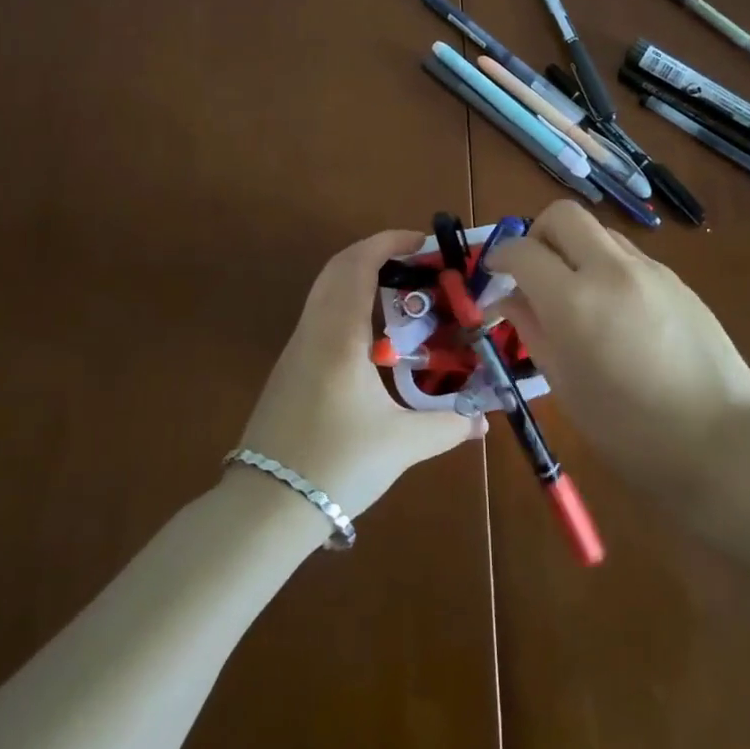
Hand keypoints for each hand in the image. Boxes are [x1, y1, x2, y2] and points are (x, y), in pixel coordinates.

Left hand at [236, 229, 483, 525]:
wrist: (265, 507)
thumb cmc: (337, 464)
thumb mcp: (401, 444)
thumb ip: (448, 425)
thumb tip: (483, 419)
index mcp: (339, 335)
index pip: (358, 264)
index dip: (388, 242)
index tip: (421, 241)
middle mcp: (313, 330)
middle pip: (337, 268)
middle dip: (375, 254)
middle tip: (416, 264)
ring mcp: (296, 349)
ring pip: (324, 291)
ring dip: (360, 279)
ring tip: (402, 297)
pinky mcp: (289, 369)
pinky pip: (320, 316)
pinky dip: (348, 306)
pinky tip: (374, 339)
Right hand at [489, 201, 749, 499]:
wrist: (726, 443)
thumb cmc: (631, 431)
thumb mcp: (566, 386)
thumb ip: (533, 331)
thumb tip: (510, 299)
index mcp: (575, 301)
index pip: (523, 251)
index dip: (500, 257)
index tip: (494, 274)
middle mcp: (611, 269)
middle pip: (563, 215)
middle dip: (538, 234)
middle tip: (534, 272)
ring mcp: (650, 270)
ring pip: (599, 231)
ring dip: (576, 249)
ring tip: (576, 295)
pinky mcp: (678, 281)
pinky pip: (629, 255)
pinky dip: (607, 267)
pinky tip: (617, 312)